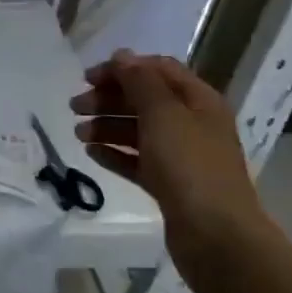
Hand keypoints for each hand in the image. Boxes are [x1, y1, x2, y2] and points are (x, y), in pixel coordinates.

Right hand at [71, 49, 272, 292]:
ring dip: (107, 126)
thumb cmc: (190, 166)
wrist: (216, 236)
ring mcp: (182, 156)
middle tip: (75, 107)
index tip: (87, 78)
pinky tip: (92, 153)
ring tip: (78, 134)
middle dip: (109, 99)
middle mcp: (192, 123)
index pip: (157, 70)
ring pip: (139, 131)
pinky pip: (138, 161)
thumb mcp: (163, 114)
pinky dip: (115, 153)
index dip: (122, 69)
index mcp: (198, 100)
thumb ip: (140, 82)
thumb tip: (122, 56)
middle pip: (145, 100)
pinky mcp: (170, 185)